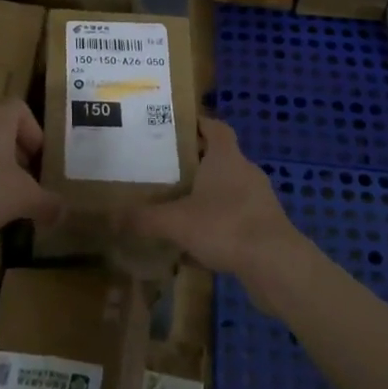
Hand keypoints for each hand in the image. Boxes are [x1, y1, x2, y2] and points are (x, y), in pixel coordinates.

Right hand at [124, 118, 313, 300]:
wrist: (276, 265)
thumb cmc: (225, 226)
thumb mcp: (176, 222)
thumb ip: (144, 218)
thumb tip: (111, 217)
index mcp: (226, 157)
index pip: (215, 127)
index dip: (197, 124)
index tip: (174, 128)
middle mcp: (245, 171)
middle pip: (219, 158)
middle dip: (194, 163)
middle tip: (165, 170)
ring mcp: (259, 199)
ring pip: (228, 189)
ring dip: (206, 196)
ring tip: (178, 206)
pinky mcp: (265, 225)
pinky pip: (236, 217)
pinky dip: (218, 224)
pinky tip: (198, 244)